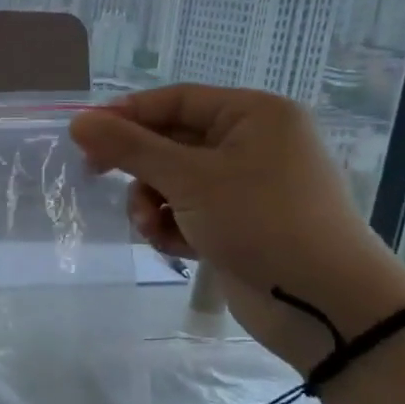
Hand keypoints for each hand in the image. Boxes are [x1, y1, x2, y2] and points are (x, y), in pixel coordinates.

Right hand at [70, 85, 404, 369]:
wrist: (326, 304)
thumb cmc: (262, 222)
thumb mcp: (189, 180)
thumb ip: (130, 148)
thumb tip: (78, 121)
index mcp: (254, 116)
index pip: (175, 100)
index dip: (126, 115)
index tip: (83, 136)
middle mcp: (252, 143)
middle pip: (171, 142)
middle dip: (140, 170)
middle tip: (96, 177)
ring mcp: (247, 186)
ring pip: (173, 181)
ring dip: (152, 204)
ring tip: (153, 228)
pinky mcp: (240, 223)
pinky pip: (189, 211)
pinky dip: (173, 226)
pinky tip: (173, 246)